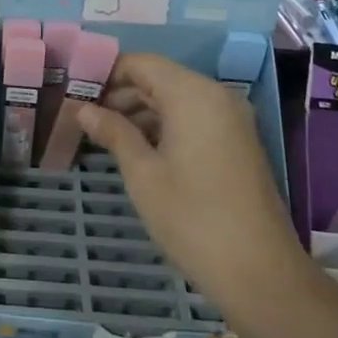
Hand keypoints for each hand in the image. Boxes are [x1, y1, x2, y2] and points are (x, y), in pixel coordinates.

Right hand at [77, 54, 306, 316]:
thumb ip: (113, 132)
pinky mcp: (237, 143)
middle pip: (159, 78)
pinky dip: (164, 125)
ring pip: (176, 99)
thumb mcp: (143, 174)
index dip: (106, 72)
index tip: (75, 91)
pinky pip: (193, 118)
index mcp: (192, 94)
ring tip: (103, 134)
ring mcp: (231, 120)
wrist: (261, 274)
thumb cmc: (193, 218)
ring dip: (140, 111)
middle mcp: (215, 96)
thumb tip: (83, 109)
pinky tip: (137, 148)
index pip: (141, 63)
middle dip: (121, 93)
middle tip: (83, 116)